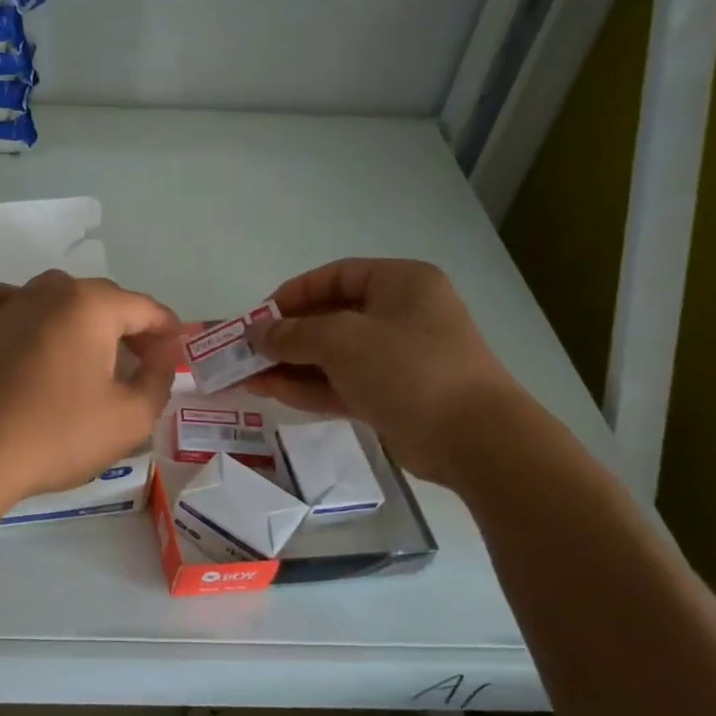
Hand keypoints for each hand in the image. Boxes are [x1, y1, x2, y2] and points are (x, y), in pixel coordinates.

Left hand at [0, 271, 180, 509]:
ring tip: (90, 356)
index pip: (145, 309)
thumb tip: (161, 357)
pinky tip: (26, 333)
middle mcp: (48, 292)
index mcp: (91, 305)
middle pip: (103, 300)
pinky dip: (20, 311)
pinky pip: (3, 302)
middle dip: (129, 328)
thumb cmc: (57, 436)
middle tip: (142, 366)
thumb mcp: (130, 418)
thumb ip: (158, 381)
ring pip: (56, 297)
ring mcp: (7, 307)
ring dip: (81, 320)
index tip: (176, 357)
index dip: (168, 332)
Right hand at [242, 258, 524, 485]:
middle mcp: (399, 315)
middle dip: (284, 336)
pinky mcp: (390, 396)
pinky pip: (340, 384)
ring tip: (243, 376)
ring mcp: (395, 359)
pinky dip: (307, 387)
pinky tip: (268, 392)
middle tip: (244, 351)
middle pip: (330, 318)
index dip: (293, 293)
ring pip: (331, 356)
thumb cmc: (409, 369)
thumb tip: (254, 333)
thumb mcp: (343, 341)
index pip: (336, 276)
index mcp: (400, 284)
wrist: (472, 438)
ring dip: (289, 365)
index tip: (258, 315)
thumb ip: (293, 334)